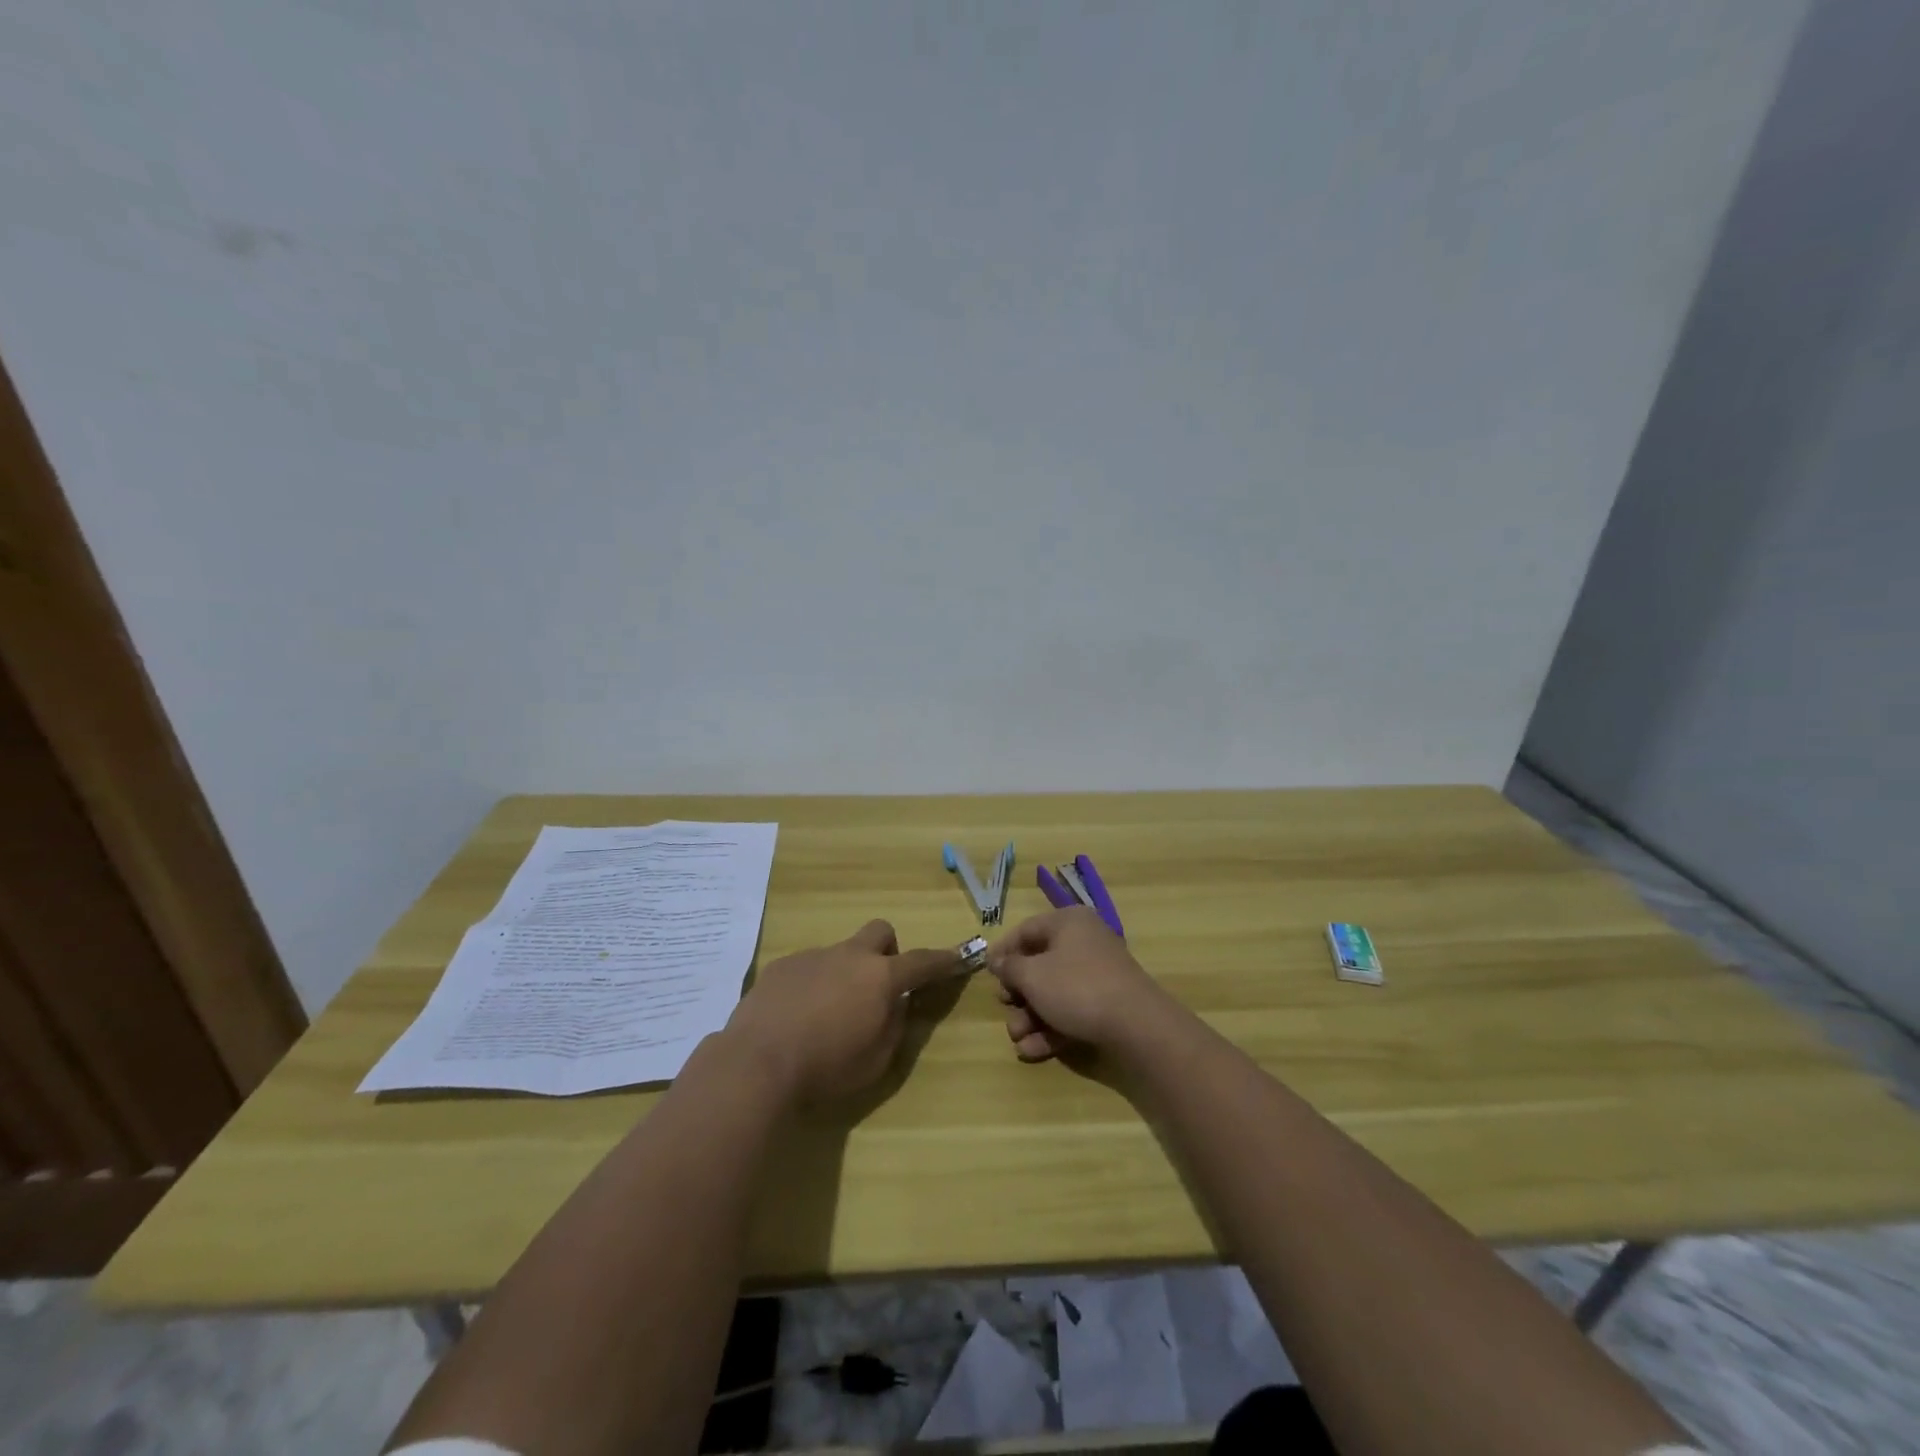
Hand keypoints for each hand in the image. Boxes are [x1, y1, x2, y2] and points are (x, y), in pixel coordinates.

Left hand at [721, 920, 958, 1103]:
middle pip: (880, 932)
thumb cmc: (826, 1067)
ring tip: (825, 1015)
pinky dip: (811, 985)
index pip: (922, 961)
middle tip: (878, 985)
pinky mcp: (781, 966)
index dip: (943, 960)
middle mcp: (849, 956)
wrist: (757, 1063)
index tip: (958, 956)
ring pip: (840, 953)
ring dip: (844, 974)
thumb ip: (894, 1026)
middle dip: (887, 951)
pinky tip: (794, 1017)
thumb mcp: (876, 1060)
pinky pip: (807, 967)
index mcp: (880, 978)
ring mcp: (812, 956)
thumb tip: (896, 1005)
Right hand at [988, 907, 1172, 1061]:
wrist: (1137, 1026)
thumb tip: (999, 961)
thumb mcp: (1033, 976)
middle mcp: (1084, 943)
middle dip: (1018, 993)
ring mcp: (1098, 975)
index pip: (1026, 930)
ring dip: (1031, 1017)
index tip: (986, 973)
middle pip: (1039, 964)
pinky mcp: (1107, 1005)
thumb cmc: (1077, 988)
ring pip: (1054, 993)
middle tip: (1005, 1008)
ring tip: (1018, 1039)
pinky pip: (1071, 1012)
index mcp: (1068, 923)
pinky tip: (1032, 1051)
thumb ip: (1011, 968)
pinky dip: (1051, 1030)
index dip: (1004, 951)